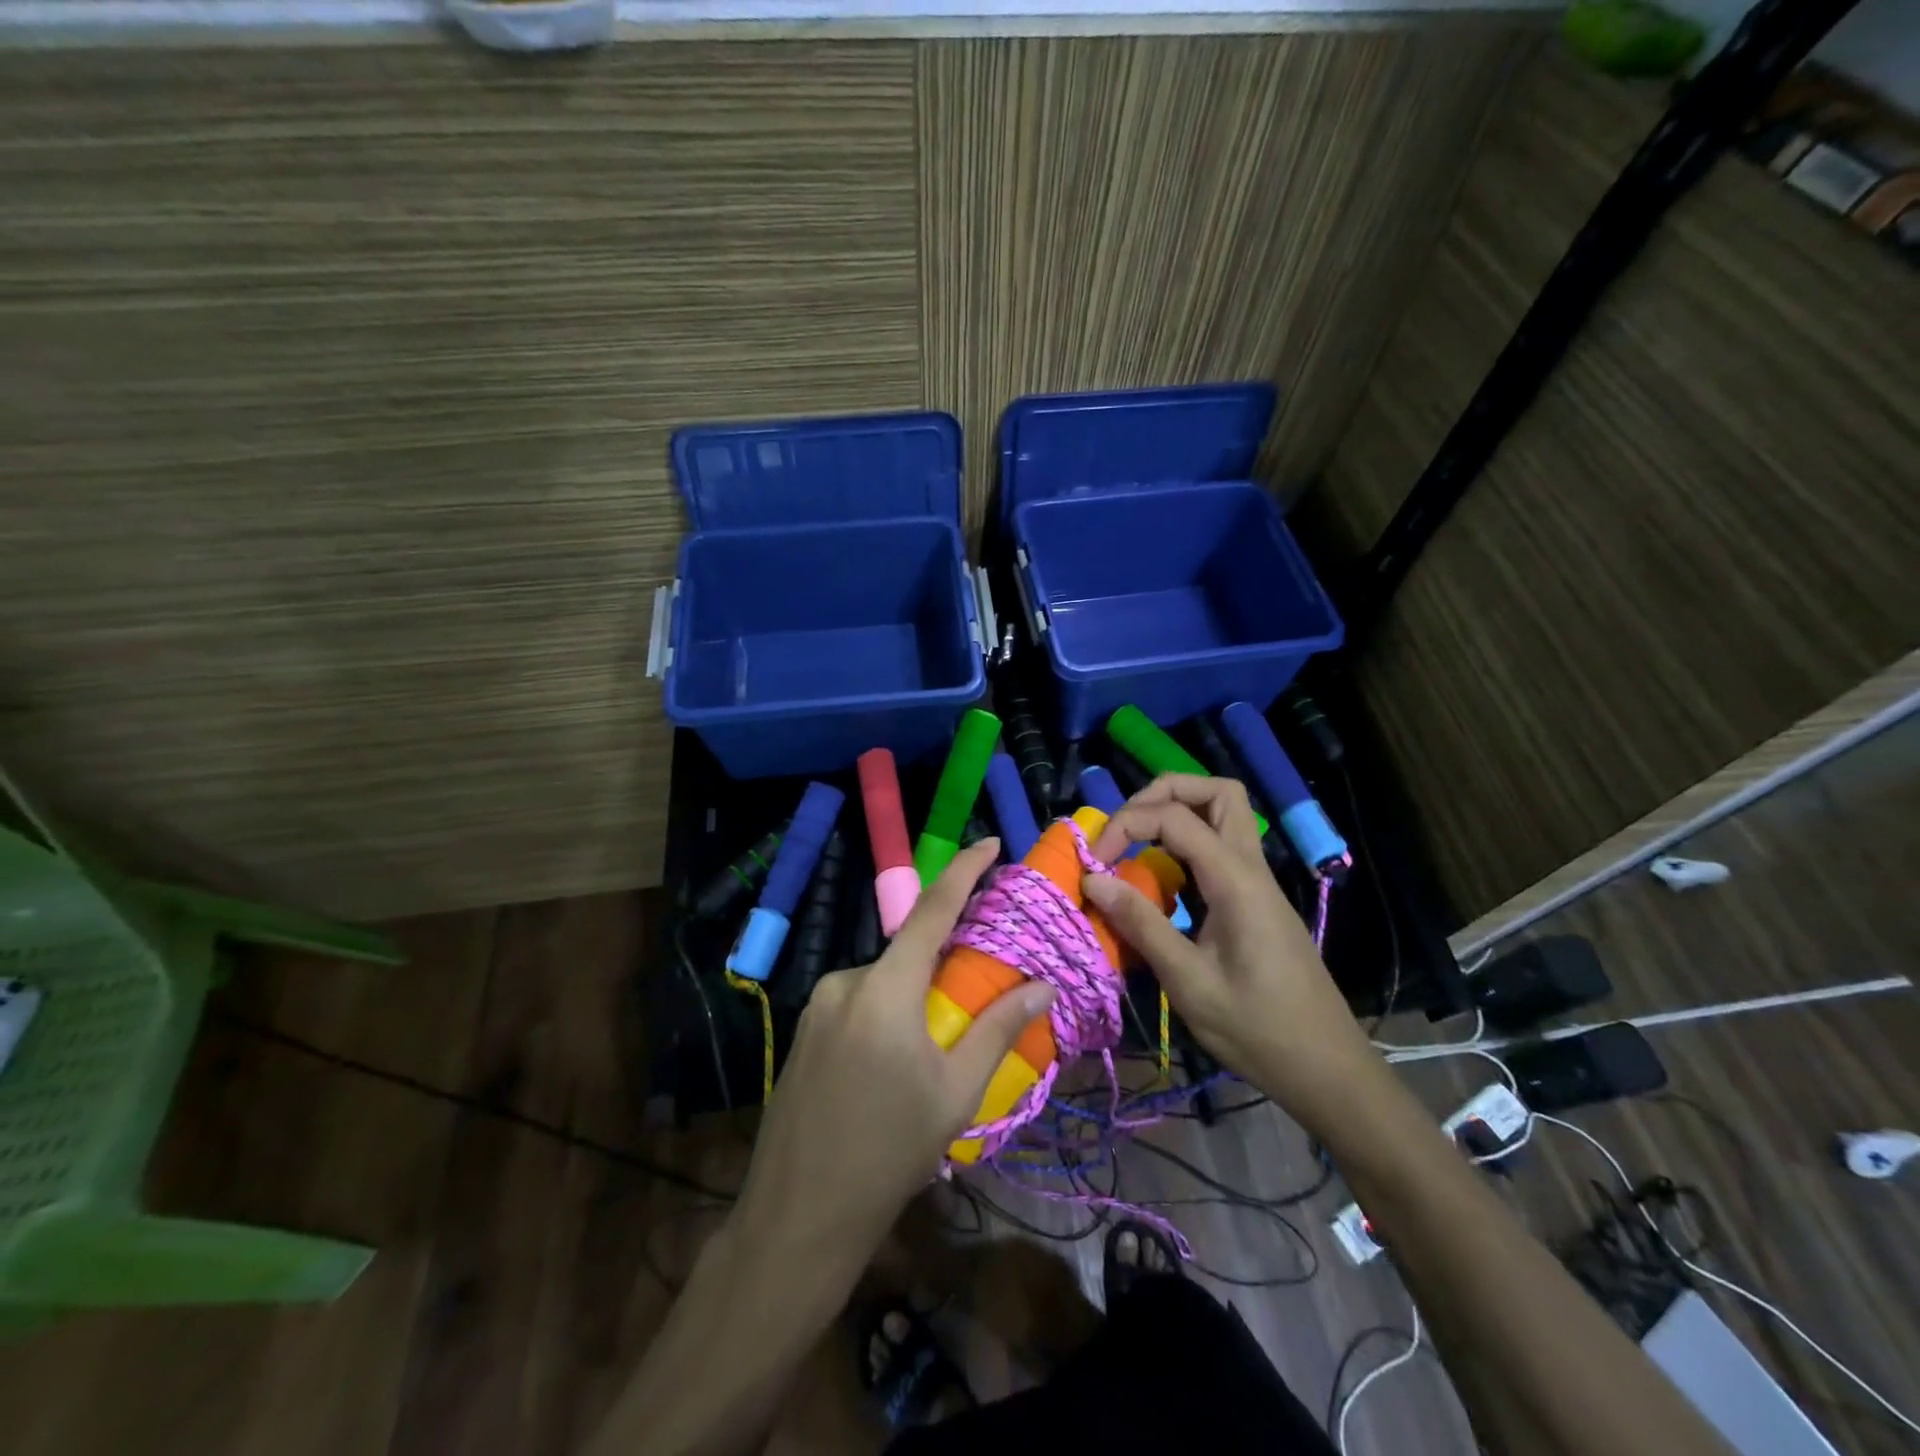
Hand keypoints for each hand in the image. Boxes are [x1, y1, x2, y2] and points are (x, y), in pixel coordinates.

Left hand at [730, 839, 1055, 1284]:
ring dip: (913, 997)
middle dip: (943, 963)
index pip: (931, 911)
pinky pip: (858, 1002)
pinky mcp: (804, 1029)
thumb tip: (1041, 984)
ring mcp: (818, 1005)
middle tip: (974, 997)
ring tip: (930, 1054)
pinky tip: (891, 1066)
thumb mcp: (955, 1093)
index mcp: (884, 989)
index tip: (991, 843)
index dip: (964, 870)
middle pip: (908, 953)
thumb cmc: (888, 1154)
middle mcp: (845, 982)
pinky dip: (886, 1013)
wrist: (797, 1217)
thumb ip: (998, 1029)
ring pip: (883, 981)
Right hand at [1084, 774, 1379, 1135]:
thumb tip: (1093, 879)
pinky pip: (1222, 847)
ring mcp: (1259, 883)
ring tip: (1137, 842)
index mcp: (1236, 880)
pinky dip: (1187, 843)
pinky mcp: (1257, 901)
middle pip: (1218, 791)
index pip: (1176, 817)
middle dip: (1164, 793)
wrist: (1327, 1069)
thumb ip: (1141, 924)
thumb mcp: (1189, 982)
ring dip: (1179, 812)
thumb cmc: (1258, 1030)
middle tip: (1125, 826)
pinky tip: (1162, 877)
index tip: (1094, 862)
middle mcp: (1252, 868)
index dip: (1127, 825)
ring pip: (1225, 814)